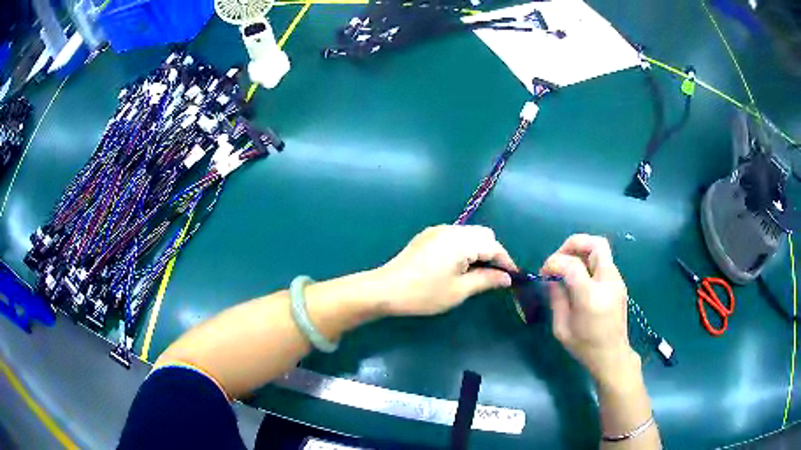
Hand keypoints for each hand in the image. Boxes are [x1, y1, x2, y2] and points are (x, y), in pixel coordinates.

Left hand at [375, 225, 516, 315]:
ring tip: (477, 273)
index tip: (513, 278)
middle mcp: (452, 229)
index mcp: (462, 241)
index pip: (494, 246)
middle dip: (493, 253)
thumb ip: (487, 280)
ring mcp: (438, 230)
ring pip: (470, 233)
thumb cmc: (425, 293)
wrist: (386, 289)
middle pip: (484, 234)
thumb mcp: (459, 290)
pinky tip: (458, 265)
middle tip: (493, 276)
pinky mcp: (428, 235)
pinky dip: (465, 247)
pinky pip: (455, 235)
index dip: (506, 261)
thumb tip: (507, 278)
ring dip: (479, 249)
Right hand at [541, 234, 639, 386]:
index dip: (554, 262)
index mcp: (591, 297)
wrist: (612, 356)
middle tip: (560, 257)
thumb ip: (556, 298)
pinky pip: (604, 261)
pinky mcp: (619, 283)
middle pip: (596, 243)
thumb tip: (551, 278)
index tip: (544, 273)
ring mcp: (617, 281)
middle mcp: (608, 282)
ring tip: (568, 267)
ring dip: (582, 251)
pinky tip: (580, 277)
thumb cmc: (584, 347)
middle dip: (574, 243)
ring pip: (602, 249)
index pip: (571, 264)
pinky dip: (589, 261)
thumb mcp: (561, 328)